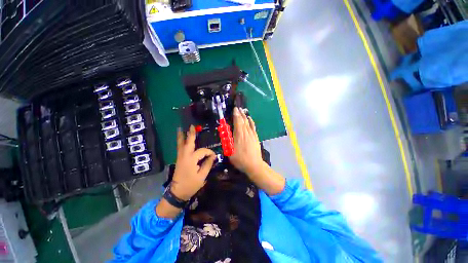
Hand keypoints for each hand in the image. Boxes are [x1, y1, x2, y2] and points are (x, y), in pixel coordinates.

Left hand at [171, 125, 216, 200]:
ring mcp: (180, 157)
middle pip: (188, 142)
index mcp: (191, 159)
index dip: (209, 152)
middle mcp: (184, 155)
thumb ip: (208, 164)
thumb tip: (213, 156)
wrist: (177, 192)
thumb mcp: (202, 175)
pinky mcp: (178, 159)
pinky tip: (181, 140)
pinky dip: (180, 142)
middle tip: (191, 126)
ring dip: (181, 136)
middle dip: (190, 134)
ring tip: (180, 129)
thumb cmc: (191, 184)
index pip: (202, 151)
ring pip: (181, 144)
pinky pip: (179, 148)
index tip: (214, 156)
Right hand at [229, 107, 263, 173]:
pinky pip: (253, 127)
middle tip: (238, 108)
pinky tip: (250, 118)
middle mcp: (246, 132)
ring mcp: (252, 134)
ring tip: (242, 111)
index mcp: (239, 135)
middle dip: (240, 113)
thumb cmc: (240, 159)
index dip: (236, 115)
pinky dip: (251, 121)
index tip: (234, 109)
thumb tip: (226, 132)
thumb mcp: (230, 151)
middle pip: (243, 120)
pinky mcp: (256, 137)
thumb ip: (227, 140)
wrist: (254, 164)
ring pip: (248, 122)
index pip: (237, 122)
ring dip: (245, 116)